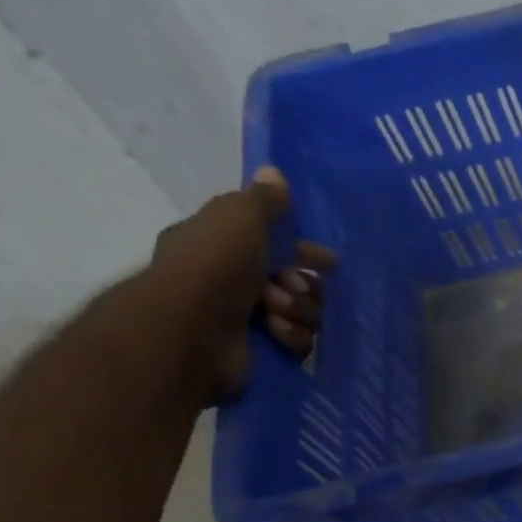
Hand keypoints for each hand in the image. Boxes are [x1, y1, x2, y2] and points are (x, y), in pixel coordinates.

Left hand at [147, 166, 335, 400]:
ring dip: (298, 310)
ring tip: (275, 310)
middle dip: (303, 284)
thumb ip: (264, 199)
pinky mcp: (264, 350)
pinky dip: (292, 336)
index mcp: (224, 245)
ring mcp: (249, 318)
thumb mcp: (240, 217)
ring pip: (304, 313)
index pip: (276, 244)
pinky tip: (276, 332)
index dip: (305, 251)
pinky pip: (300, 342)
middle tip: (290, 285)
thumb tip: (274, 171)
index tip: (329, 262)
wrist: (192, 330)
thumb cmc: (214, 266)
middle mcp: (235, 281)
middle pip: (298, 282)